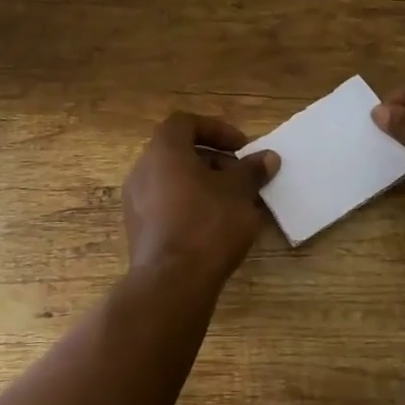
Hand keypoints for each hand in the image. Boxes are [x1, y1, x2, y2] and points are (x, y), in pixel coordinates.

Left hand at [123, 112, 278, 285]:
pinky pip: (167, 205)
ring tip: (235, 204)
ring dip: (205, 185)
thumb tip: (268, 158)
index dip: (216, 130)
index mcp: (163, 151)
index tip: (242, 148)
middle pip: (180, 152)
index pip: (186, 122)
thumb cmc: (207, 224)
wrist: (172, 282)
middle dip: (215, 161)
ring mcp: (136, 201)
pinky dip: (191, 206)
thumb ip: (252, 171)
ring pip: (174, 181)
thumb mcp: (239, 193)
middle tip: (242, 177)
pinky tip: (217, 227)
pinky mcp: (139, 229)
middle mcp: (143, 170)